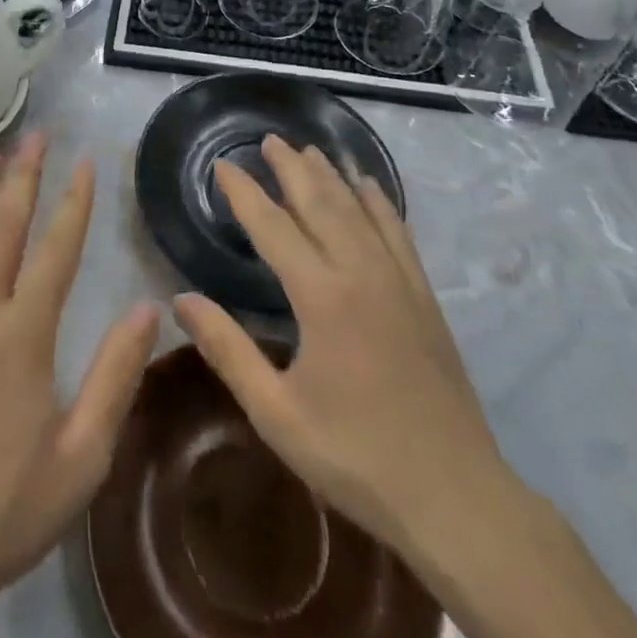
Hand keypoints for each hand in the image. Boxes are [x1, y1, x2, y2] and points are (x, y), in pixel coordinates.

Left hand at [0, 133, 159, 636]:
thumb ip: (115, 378)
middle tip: (37, 134)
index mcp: (23, 335)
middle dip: (24, 175)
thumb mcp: (80, 459)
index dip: (75, 202)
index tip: (86, 161)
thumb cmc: (2, 509)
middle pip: (3, 226)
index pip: (57, 249)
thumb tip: (149, 309)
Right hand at [173, 135, 509, 558]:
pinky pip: (398, 233)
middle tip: (268, 140)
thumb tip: (181, 299)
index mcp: (320, 296)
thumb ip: (227, 350)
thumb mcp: (277, 412)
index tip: (222, 165)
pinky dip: (380, 202)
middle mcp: (360, 273)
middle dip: (290, 168)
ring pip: (359, 210)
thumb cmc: (355, 455)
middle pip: (320, 203)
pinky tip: (370, 187)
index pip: (272, 226)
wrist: (455, 497)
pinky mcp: (424, 297)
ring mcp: (398, 281)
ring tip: (309, 150)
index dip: (244, 192)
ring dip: (331, 176)